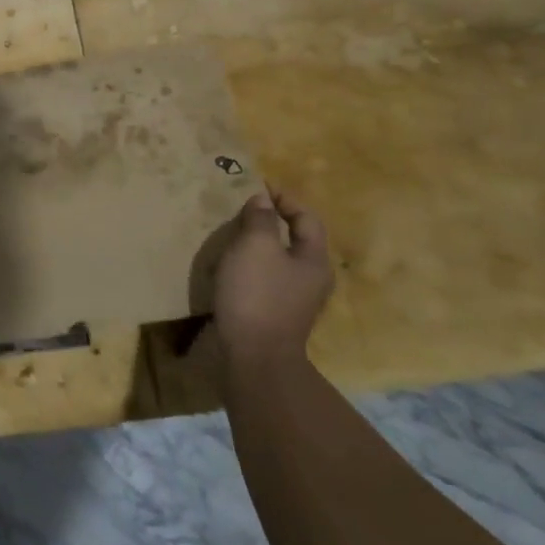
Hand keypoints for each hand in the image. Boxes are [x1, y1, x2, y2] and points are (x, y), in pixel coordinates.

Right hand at [211, 188, 333, 369]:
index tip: (256, 186)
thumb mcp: (256, 246)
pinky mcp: (275, 314)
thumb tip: (263, 199)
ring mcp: (294, 300)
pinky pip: (265, 278)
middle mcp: (311, 279)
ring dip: (257, 244)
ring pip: (278, 259)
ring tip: (231, 234)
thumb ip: (260, 218)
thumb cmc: (258, 294)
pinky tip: (229, 267)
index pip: (306, 217)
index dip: (284, 198)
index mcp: (314, 260)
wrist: (254, 357)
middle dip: (270, 220)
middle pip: (295, 239)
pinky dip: (250, 266)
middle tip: (240, 209)